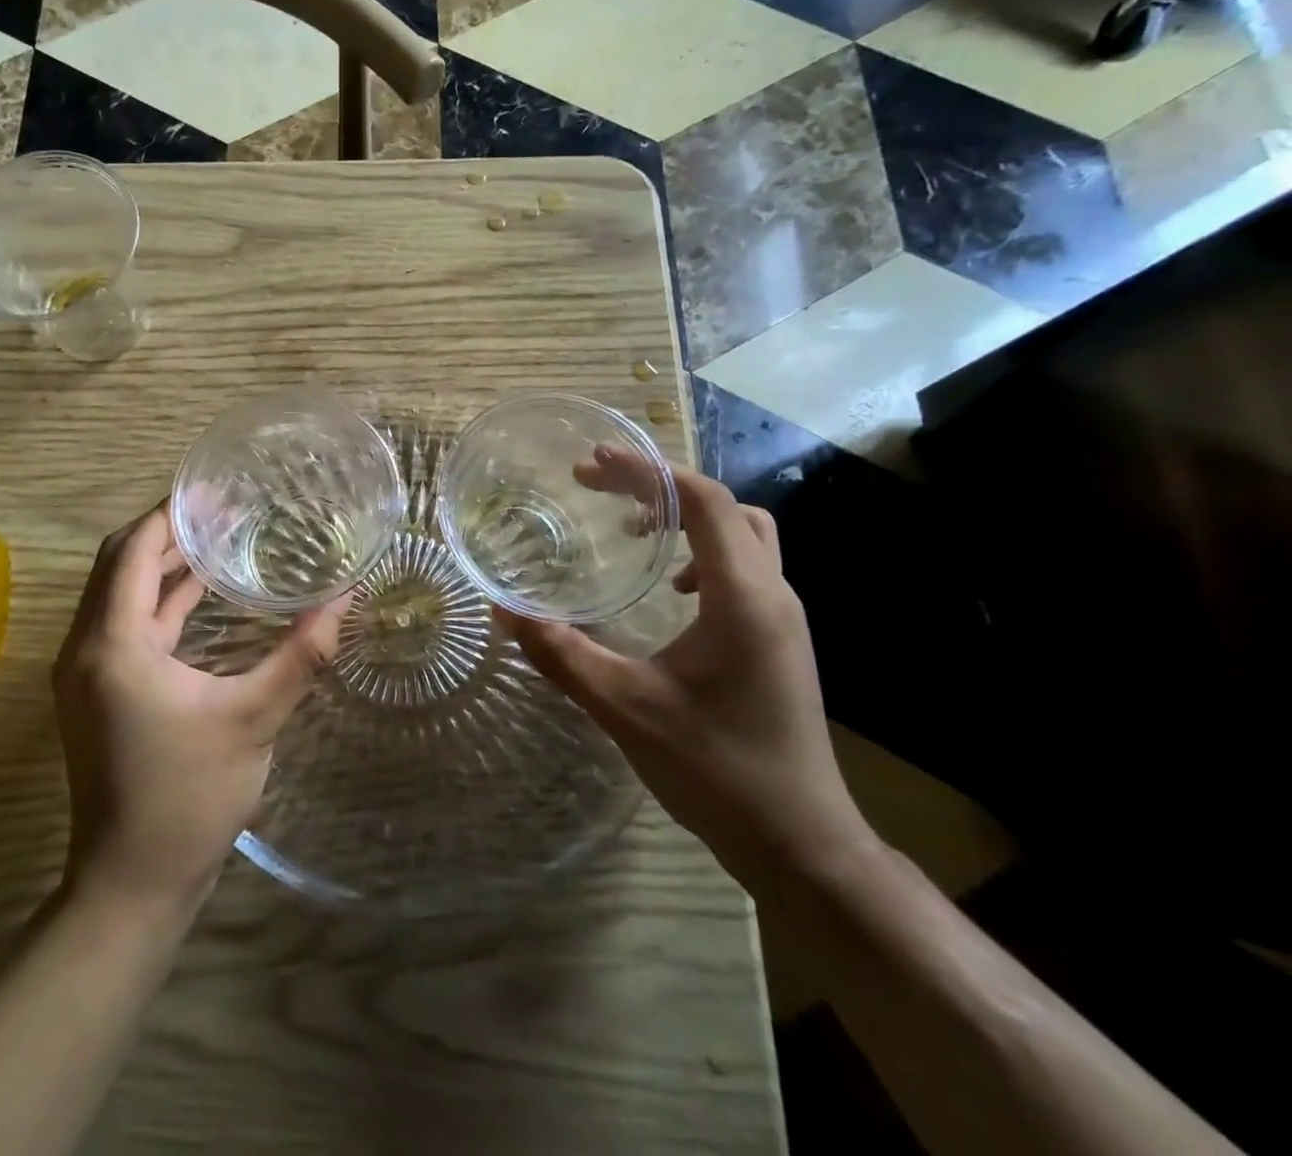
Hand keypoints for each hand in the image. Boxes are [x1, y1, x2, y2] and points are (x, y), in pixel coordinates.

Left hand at [52, 502, 347, 911]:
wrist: (132, 883)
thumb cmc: (190, 797)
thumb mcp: (254, 719)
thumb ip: (302, 654)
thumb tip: (345, 598)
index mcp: (113, 644)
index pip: (132, 551)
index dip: (169, 515)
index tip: (212, 491)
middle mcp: (87, 647)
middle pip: (118, 563)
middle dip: (165, 531)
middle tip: (219, 508)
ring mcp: (88, 672)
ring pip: (120, 593)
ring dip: (161, 564)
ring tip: (215, 537)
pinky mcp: (100, 692)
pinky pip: (126, 624)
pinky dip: (159, 600)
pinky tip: (200, 592)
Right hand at [495, 455, 873, 893]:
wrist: (801, 844)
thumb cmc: (716, 769)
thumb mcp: (624, 707)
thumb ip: (560, 654)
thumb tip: (504, 611)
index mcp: (742, 597)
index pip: (703, 501)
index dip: (646, 471)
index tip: (593, 461)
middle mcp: (772, 594)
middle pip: (724, 507)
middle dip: (660, 486)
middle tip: (601, 489)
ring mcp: (783, 618)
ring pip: (743, 534)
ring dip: (688, 517)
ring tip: (633, 528)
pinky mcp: (779, 640)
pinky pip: (745, 567)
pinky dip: (702, 552)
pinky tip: (668, 591)